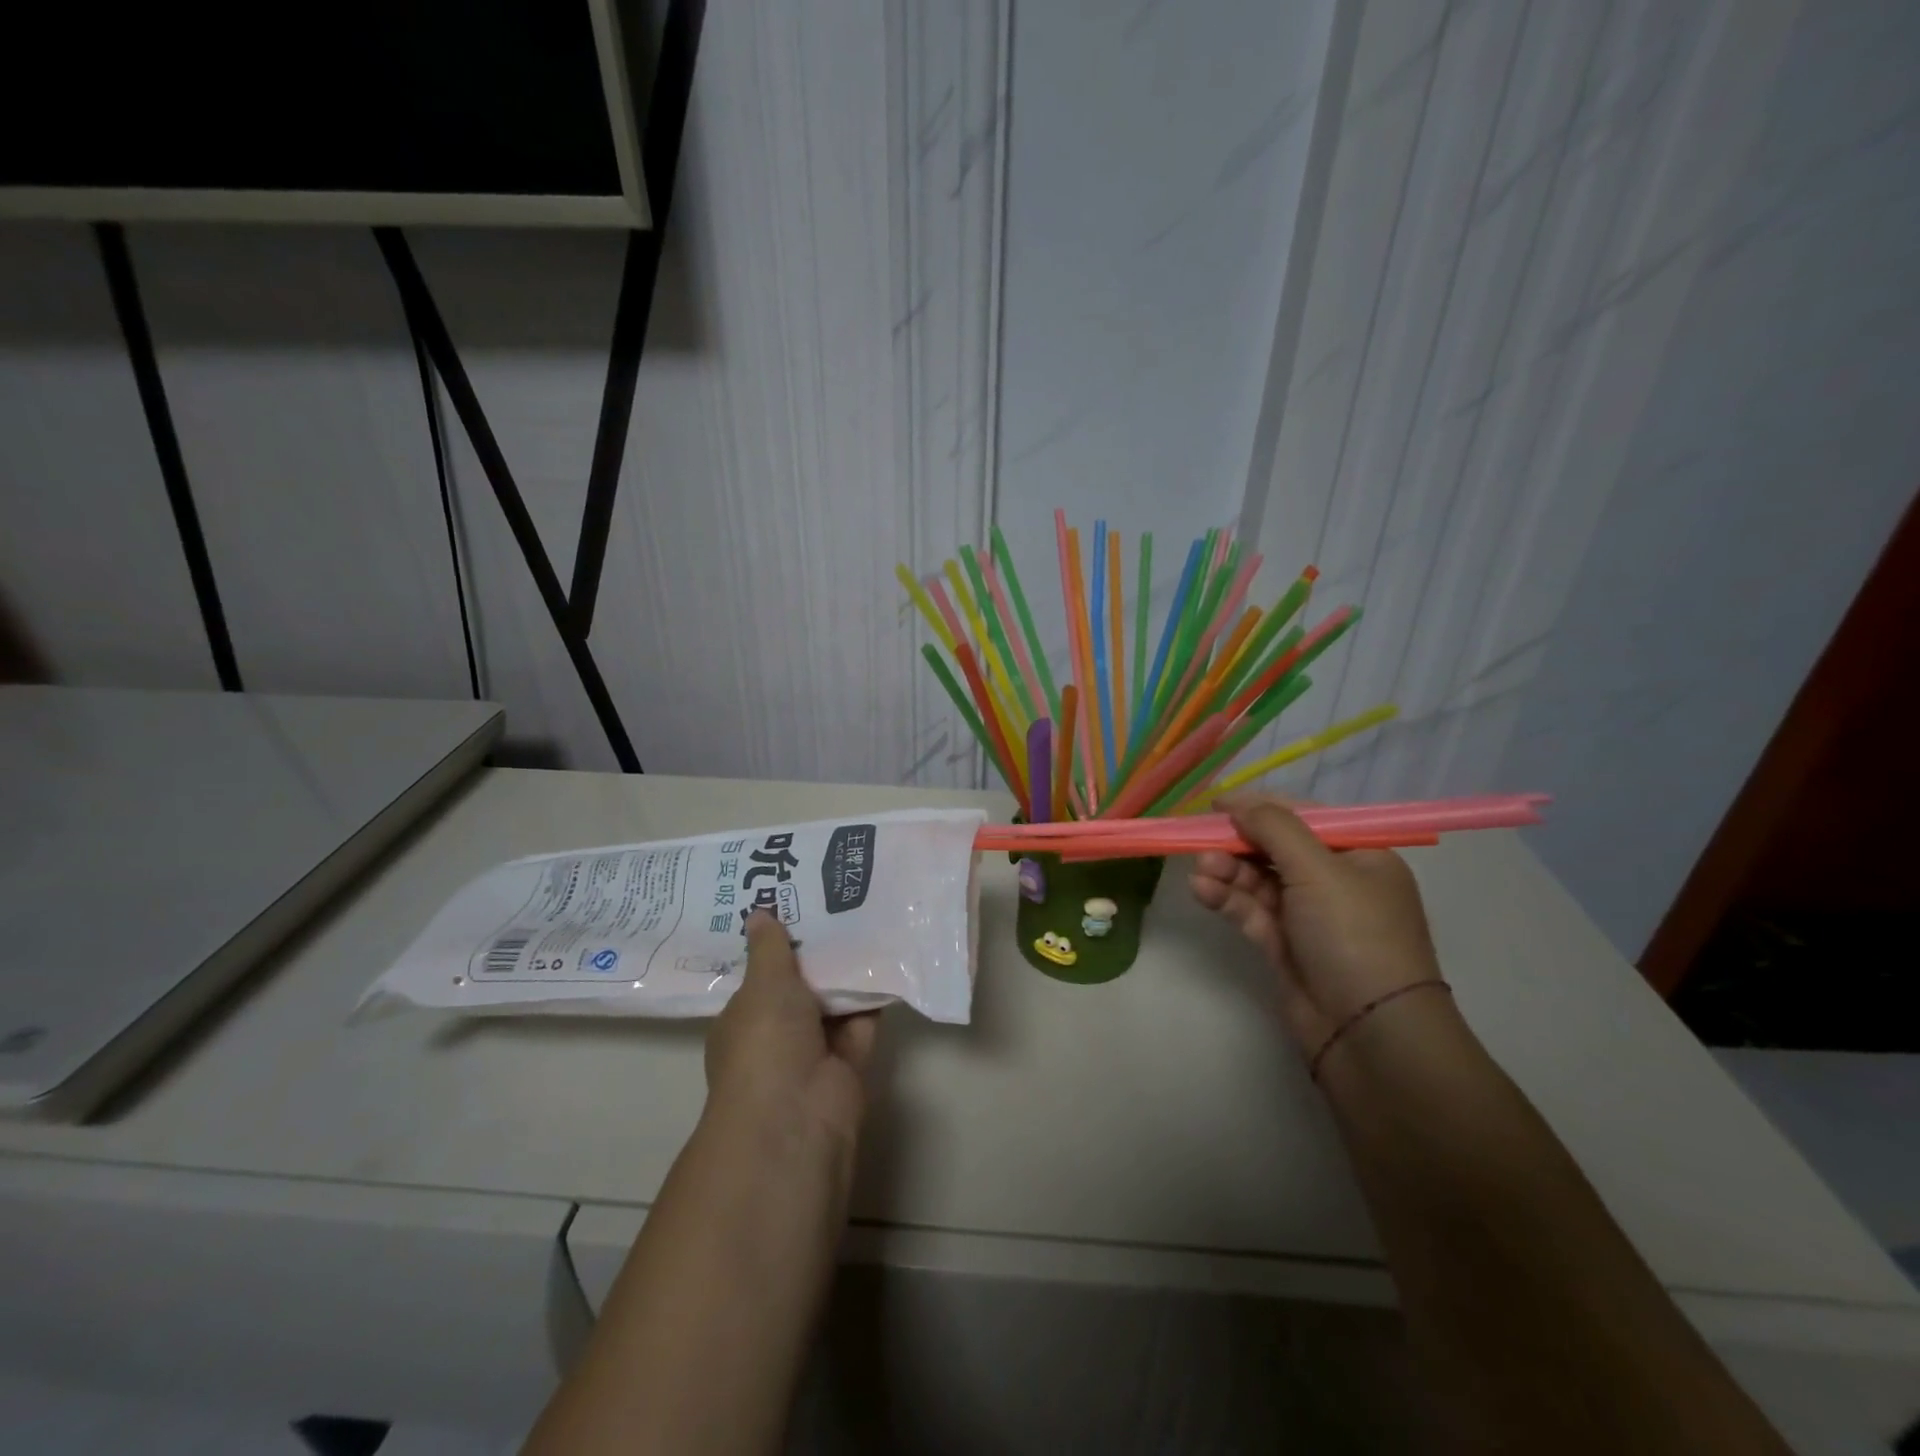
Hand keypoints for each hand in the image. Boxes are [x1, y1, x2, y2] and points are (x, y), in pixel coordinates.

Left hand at [704, 912, 879, 1151]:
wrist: (797, 1115)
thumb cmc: (766, 1043)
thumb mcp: (764, 985)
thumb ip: (770, 949)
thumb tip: (759, 913)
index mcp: (743, 1020)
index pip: (759, 977)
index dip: (777, 945)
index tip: (797, 906)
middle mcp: (776, 1035)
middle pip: (800, 987)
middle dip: (818, 954)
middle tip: (839, 902)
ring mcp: (814, 1051)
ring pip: (833, 1003)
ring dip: (848, 972)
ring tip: (868, 918)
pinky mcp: (849, 1063)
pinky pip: (863, 1020)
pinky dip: (873, 995)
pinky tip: (888, 956)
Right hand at [1189, 794, 1444, 1054]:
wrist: (1370, 1033)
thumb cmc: (1354, 935)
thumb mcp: (1319, 870)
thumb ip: (1275, 829)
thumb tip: (1239, 804)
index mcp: (1360, 856)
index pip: (1305, 818)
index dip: (1260, 808)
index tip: (1216, 804)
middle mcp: (1336, 882)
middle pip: (1276, 849)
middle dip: (1237, 844)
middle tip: (1200, 841)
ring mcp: (1309, 917)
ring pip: (1258, 881)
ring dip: (1227, 871)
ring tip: (1199, 871)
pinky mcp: (1286, 946)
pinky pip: (1251, 911)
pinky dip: (1227, 899)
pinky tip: (1202, 891)